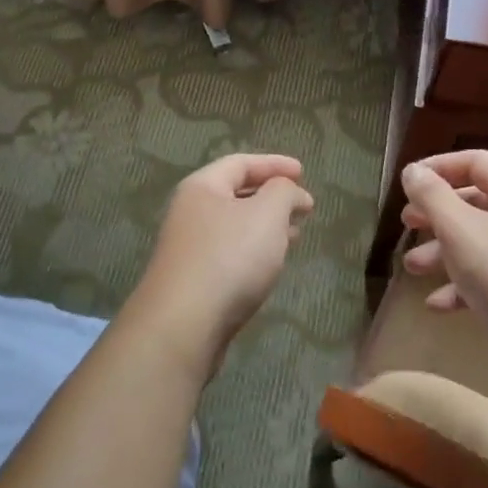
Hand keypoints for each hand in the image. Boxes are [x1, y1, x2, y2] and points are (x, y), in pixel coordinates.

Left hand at [131, 154, 314, 376]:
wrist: (184, 324)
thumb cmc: (229, 258)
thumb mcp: (267, 214)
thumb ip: (283, 192)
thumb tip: (290, 190)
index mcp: (202, 187)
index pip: (240, 163)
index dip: (274, 164)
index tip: (304, 172)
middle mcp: (189, 212)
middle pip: (235, 194)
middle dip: (271, 196)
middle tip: (302, 205)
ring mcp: (189, 248)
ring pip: (234, 227)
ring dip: (265, 226)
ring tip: (295, 234)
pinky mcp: (194, 280)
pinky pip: (230, 254)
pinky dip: (254, 251)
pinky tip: (271, 264)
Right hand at [400, 151, 487, 367]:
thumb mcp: (460, 230)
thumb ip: (432, 196)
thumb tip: (413, 171)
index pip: (475, 162)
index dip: (438, 167)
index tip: (406, 184)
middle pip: (474, 202)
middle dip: (436, 214)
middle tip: (407, 225)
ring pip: (479, 243)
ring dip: (442, 253)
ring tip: (412, 269)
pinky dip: (462, 286)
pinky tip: (437, 305)